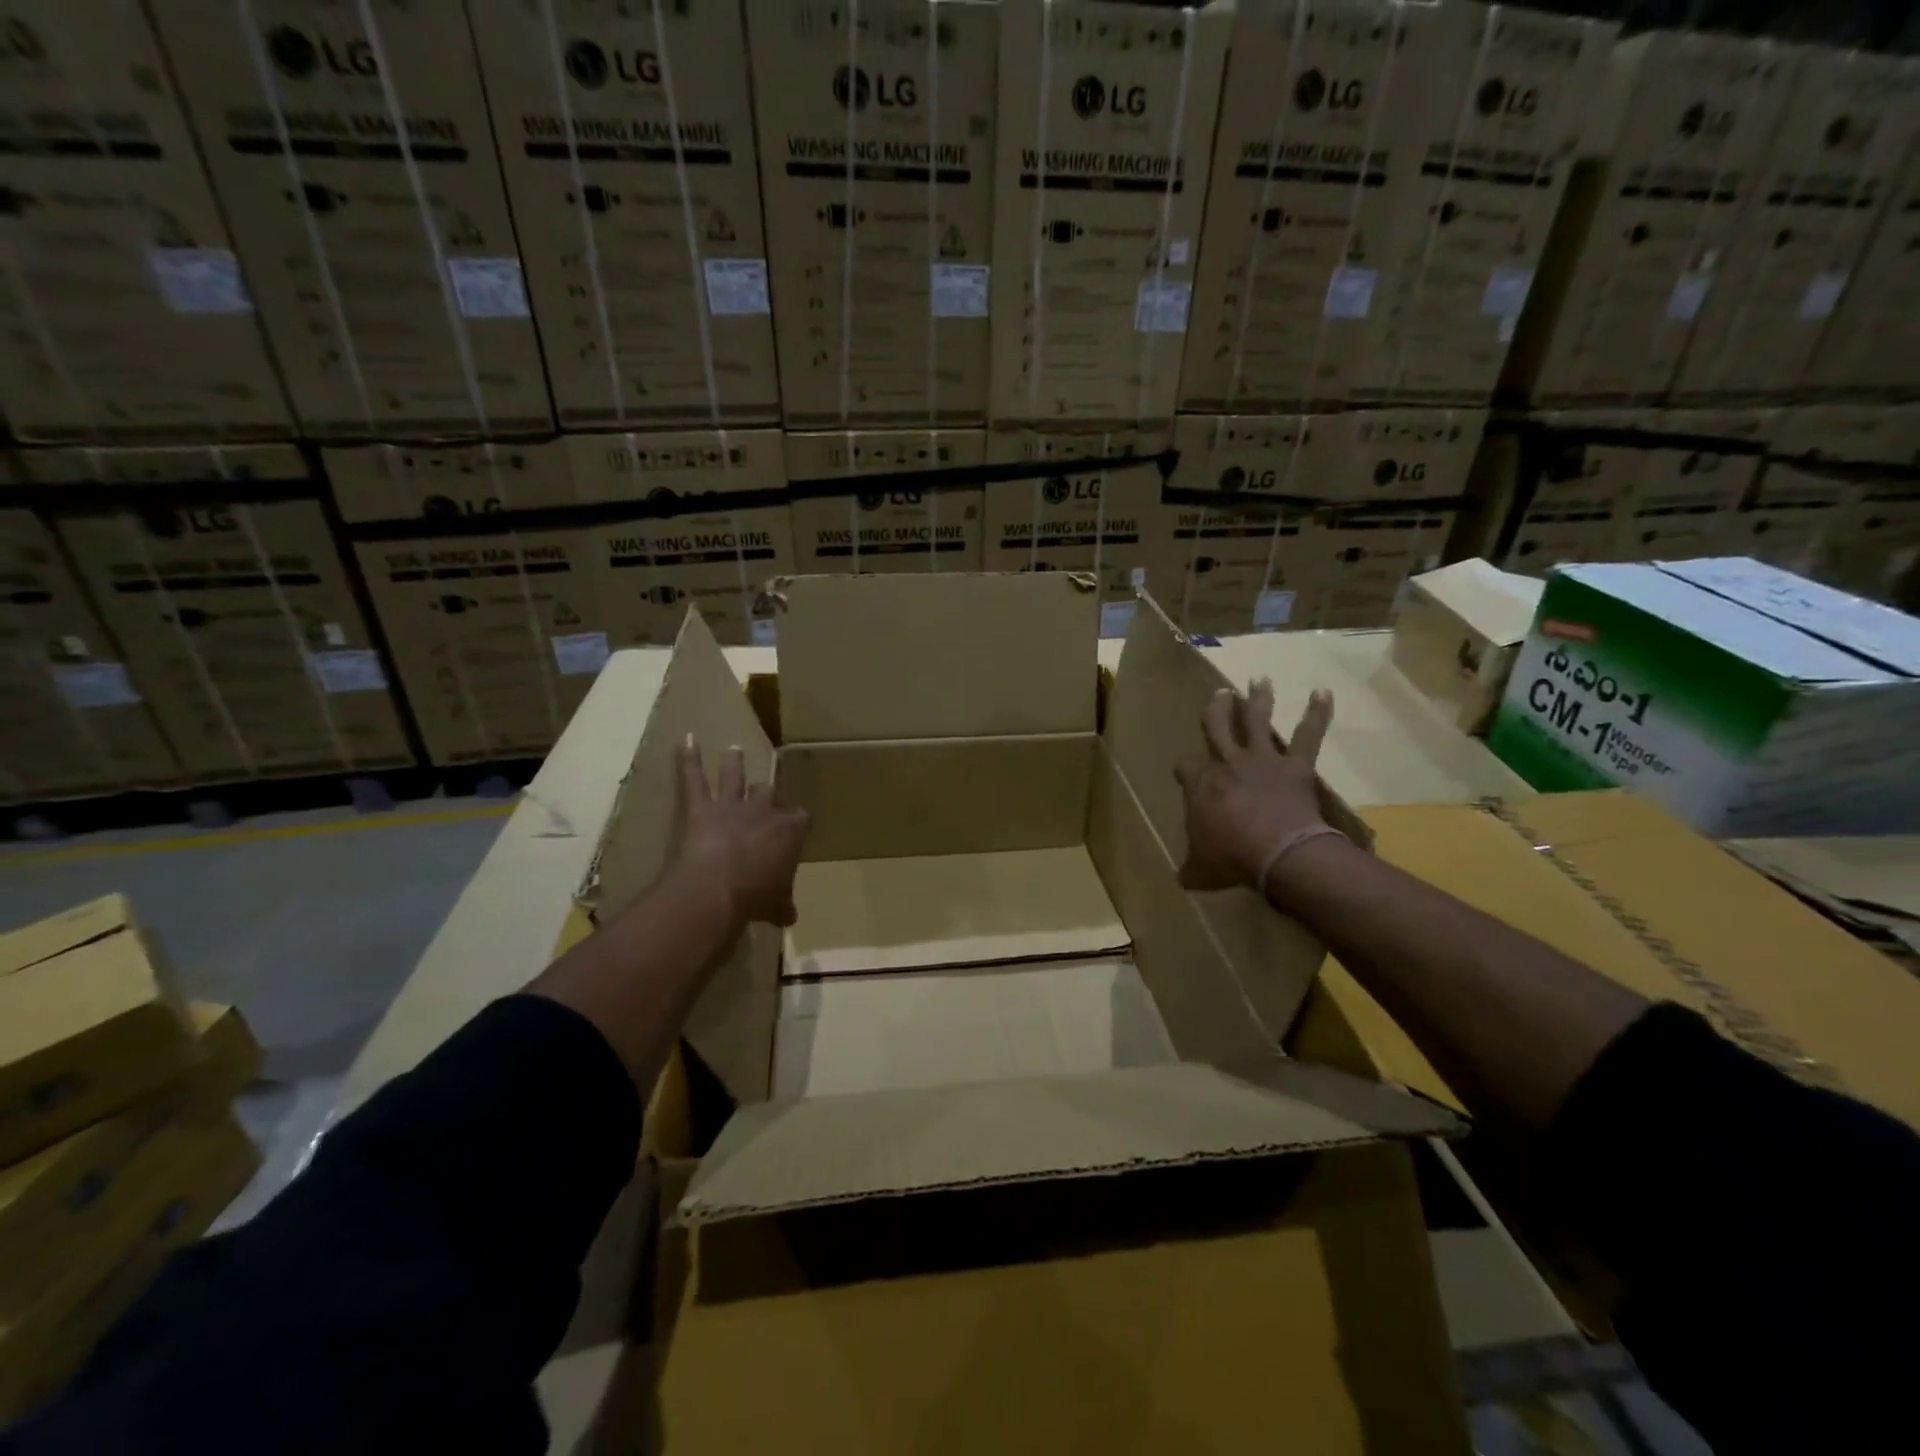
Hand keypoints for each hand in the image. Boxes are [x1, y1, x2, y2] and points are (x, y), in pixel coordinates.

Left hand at [676, 737, 808, 926]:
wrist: (719, 888)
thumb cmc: (756, 897)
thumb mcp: (776, 905)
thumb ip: (782, 905)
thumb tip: (789, 917)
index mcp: (789, 832)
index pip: (800, 818)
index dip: (796, 822)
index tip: (795, 826)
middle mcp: (763, 811)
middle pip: (768, 793)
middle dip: (766, 793)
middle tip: (765, 792)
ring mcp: (731, 806)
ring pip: (735, 777)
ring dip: (734, 763)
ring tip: (734, 750)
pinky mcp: (701, 808)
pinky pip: (694, 779)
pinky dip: (689, 759)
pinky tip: (686, 739)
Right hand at [1173, 682, 1333, 891]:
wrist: (1277, 854)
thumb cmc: (1231, 859)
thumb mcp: (1200, 870)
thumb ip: (1190, 868)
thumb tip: (1181, 878)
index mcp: (1201, 785)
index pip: (1185, 768)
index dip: (1185, 770)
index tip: (1184, 774)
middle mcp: (1228, 764)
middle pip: (1218, 728)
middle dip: (1217, 711)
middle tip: (1220, 694)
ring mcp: (1263, 761)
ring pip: (1257, 722)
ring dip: (1258, 700)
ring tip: (1259, 680)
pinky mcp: (1296, 767)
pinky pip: (1308, 735)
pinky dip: (1318, 713)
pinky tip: (1323, 692)